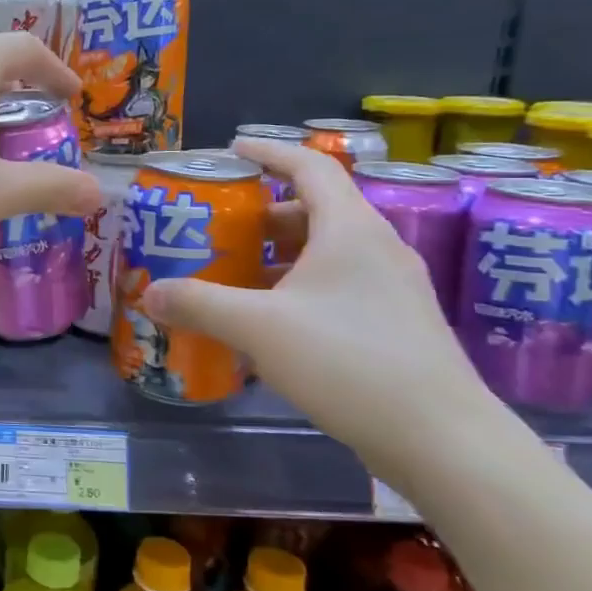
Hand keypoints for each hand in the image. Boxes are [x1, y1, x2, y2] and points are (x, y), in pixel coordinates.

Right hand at [140, 139, 499, 483]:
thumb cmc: (349, 362)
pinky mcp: (397, 324)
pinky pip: (339, 285)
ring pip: (328, 251)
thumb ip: (198, 304)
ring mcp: (393, 288)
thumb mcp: (258, 328)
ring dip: (280, 254)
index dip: (270, 151)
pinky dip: (299, 286)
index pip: (310, 167)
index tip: (233, 149)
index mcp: (350, 230)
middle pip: (316, 209)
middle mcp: (377, 248)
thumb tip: (148, 293)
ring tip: (236, 273)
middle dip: (264, 212)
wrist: (443, 440)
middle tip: (220, 226)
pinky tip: (271, 321)